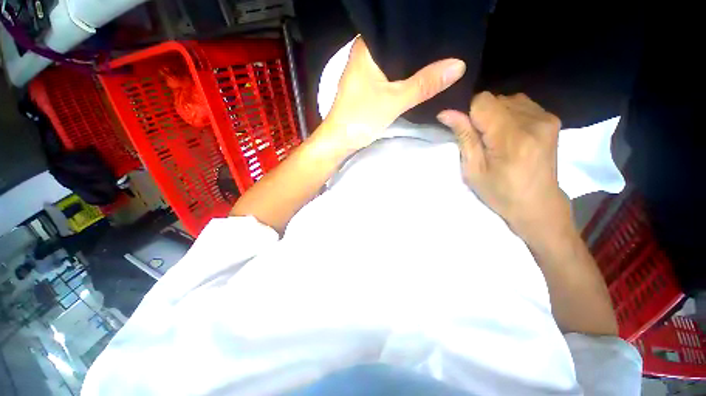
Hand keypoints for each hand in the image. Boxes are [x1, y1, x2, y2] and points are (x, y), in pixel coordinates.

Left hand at [322, 37, 465, 153]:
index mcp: (366, 47)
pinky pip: (389, 74)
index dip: (420, 28)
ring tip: (440, 57)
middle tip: (447, 44)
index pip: (397, 27)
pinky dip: (402, 75)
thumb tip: (459, 65)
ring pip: (393, 60)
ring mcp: (365, 71)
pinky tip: (418, 76)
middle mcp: (364, 54)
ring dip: (411, 63)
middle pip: (397, 43)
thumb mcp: (394, 101)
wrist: (340, 140)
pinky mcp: (367, 86)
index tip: (444, 28)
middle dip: (419, 46)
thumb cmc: (360, 118)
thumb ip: (424, 84)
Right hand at [437, 92, 569, 238]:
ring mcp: (546, 118)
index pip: (483, 101)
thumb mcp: (473, 170)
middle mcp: (533, 122)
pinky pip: (522, 104)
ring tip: (496, 137)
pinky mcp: (552, 119)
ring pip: (508, 99)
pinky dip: (509, 114)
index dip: (468, 112)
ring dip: (495, 114)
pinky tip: (510, 133)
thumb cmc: (500, 192)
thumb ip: (464, 137)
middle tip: (481, 140)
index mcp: (511, 138)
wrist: (537, 203)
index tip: (466, 129)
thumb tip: (446, 112)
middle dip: (481, 115)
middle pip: (495, 99)